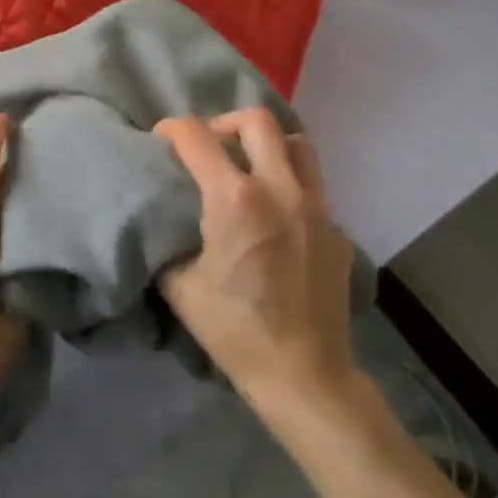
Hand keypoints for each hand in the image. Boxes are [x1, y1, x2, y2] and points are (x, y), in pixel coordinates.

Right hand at [154, 109, 359, 413]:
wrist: (305, 377)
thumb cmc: (235, 331)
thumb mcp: (179, 285)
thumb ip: (167, 239)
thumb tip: (160, 218)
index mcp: (235, 199)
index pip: (196, 136)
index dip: (171, 129)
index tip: (161, 139)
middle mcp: (279, 190)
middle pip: (255, 121)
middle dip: (223, 124)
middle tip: (209, 147)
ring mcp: (316, 207)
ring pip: (296, 144)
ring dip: (267, 145)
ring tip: (248, 167)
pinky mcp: (337, 230)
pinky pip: (312, 185)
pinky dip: (289, 182)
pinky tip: (275, 214)